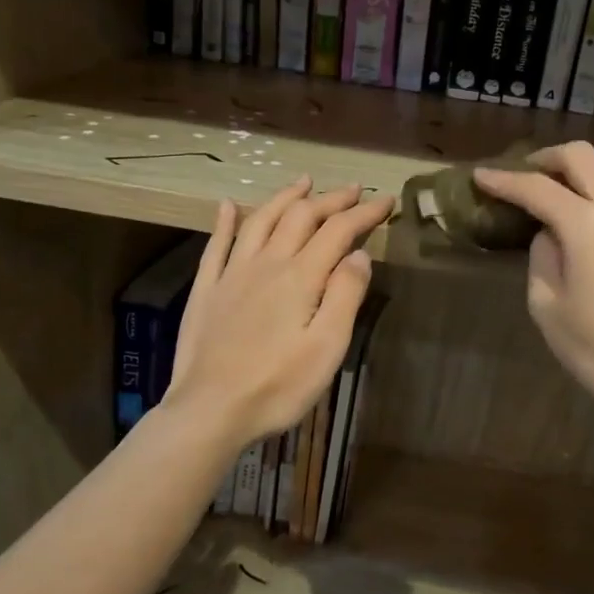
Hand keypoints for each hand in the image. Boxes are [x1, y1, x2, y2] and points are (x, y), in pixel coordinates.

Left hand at [165, 177, 393, 454]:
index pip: (338, 231)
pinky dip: (225, 221)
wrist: (210, 410)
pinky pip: (216, 244)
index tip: (386, 199)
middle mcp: (267, 263)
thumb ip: (345, 295)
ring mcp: (233, 273)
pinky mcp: (207, 289)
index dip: (364, 212)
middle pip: (301, 216)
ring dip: (285, 197)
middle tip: (353, 190)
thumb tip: (358, 253)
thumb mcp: (327, 347)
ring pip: (261, 220)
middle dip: (331, 199)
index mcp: (301, 277)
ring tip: (303, 182)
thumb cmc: (277, 386)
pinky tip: (227, 205)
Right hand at [474, 143, 593, 441]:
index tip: (481, 176)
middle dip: (547, 159)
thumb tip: (551, 234)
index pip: (535, 187)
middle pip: (581, 156)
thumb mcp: (548, 308)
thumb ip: (543, 258)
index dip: (503, 180)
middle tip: (530, 176)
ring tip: (582, 191)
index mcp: (585, 224)